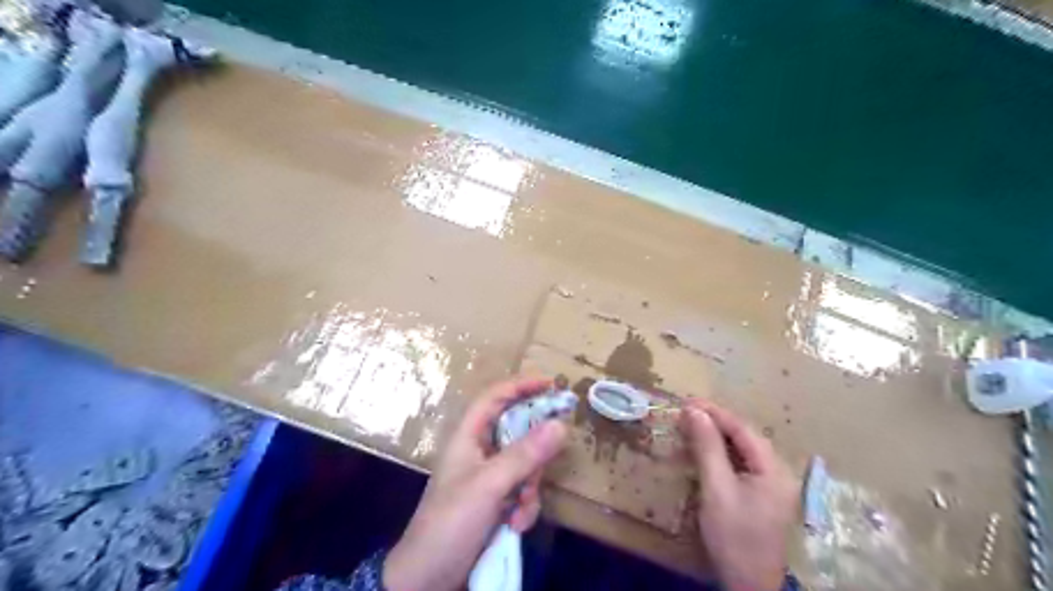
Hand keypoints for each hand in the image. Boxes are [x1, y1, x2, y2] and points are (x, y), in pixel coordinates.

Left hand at [385, 378, 567, 590]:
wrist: (427, 580)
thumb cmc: (451, 523)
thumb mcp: (489, 485)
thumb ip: (524, 455)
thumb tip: (561, 424)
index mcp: (468, 437)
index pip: (494, 397)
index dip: (520, 385)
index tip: (551, 384)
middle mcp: (478, 452)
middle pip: (516, 430)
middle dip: (534, 448)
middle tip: (554, 451)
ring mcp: (487, 478)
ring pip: (524, 464)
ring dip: (529, 485)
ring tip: (520, 509)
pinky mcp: (495, 502)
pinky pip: (522, 490)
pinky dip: (524, 506)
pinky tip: (515, 526)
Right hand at [684, 399, 798, 590]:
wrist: (749, 585)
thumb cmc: (733, 536)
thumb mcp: (716, 488)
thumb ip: (707, 447)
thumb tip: (694, 411)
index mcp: (773, 468)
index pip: (742, 429)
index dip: (715, 412)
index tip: (687, 401)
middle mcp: (778, 471)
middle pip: (745, 437)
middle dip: (715, 422)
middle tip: (686, 412)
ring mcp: (773, 484)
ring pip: (743, 449)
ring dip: (717, 437)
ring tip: (691, 426)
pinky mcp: (763, 495)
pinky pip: (742, 463)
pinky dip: (722, 454)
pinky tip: (705, 451)